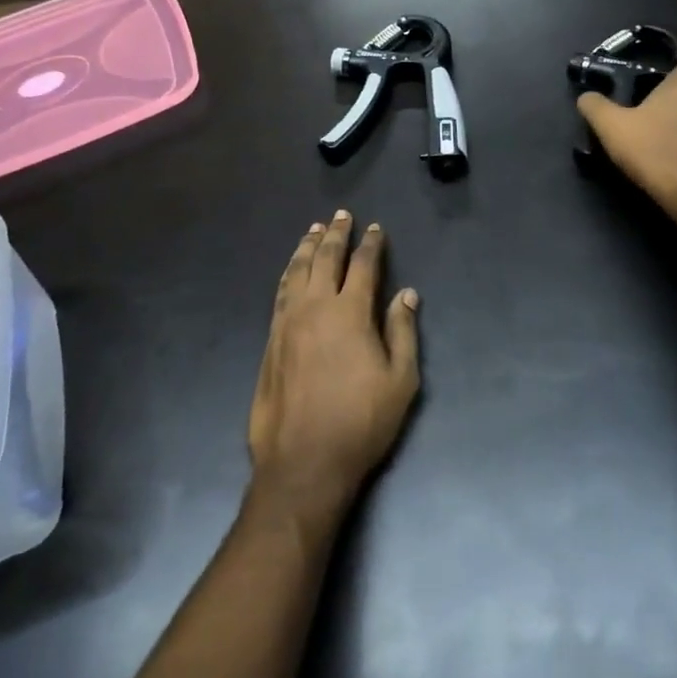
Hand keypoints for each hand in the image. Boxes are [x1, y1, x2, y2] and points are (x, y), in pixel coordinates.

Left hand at [248, 212, 420, 526]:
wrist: (303, 461)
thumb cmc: (361, 422)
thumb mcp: (400, 380)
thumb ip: (402, 331)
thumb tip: (406, 294)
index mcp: (349, 312)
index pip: (362, 266)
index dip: (370, 245)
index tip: (375, 229)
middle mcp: (314, 307)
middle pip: (324, 259)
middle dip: (335, 234)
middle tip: (342, 216)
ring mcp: (287, 322)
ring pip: (296, 271)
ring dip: (307, 247)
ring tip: (314, 230)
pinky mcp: (270, 340)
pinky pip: (280, 292)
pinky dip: (289, 272)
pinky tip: (292, 270)